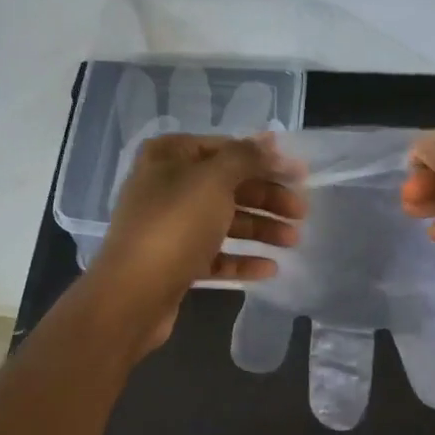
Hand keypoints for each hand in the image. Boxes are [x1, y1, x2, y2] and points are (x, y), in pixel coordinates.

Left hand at [86, 133, 304, 355]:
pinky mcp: (174, 262)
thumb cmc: (175, 225)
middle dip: (267, 198)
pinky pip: (214, 255)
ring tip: (293, 242)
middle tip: (301, 213)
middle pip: (227, 186)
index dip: (265, 160)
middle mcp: (166, 186)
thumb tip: (270, 140)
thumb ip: (246, 157)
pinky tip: (270, 268)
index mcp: (169, 156)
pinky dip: (241, 259)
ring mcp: (169, 227)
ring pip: (224, 221)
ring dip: (260, 229)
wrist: (133, 294)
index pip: (226, 148)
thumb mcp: (214, 180)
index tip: (300, 175)